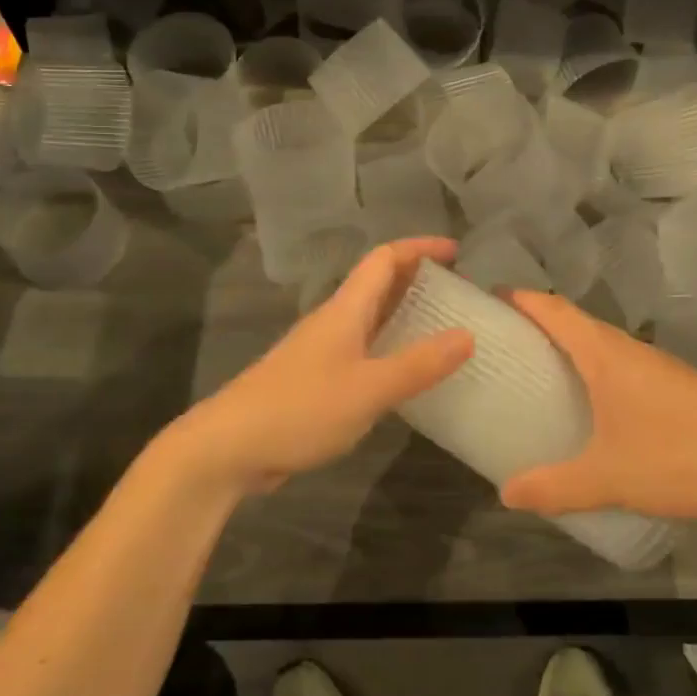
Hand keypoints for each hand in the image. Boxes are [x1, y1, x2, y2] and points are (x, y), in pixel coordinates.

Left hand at [164, 238, 472, 496]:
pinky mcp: (317, 381)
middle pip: (379, 285)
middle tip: (460, 294)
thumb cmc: (300, 408)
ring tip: (445, 330)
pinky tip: (409, 376)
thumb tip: (468, 335)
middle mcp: (334, 322)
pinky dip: (391, 350)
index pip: (384, 259)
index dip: (420, 248)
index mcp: (345, 310)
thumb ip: (418, 364)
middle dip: (418, 280)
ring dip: (406, 316)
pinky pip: (364, 352)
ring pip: (371, 320)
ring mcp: (322, 351)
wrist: (229, 447)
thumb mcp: (368, 389)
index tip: (457, 252)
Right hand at [499, 291, 696, 522]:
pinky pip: (625, 364)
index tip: (492, 296)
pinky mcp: (680, 386)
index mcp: (605, 355)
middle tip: (508, 339)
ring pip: (605, 343)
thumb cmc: (677, 456)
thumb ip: (555, 486)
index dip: (523, 299)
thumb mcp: (608, 477)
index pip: (555, 311)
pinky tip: (598, 402)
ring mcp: (659, 366)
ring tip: (544, 369)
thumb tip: (506, 495)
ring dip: (573, 345)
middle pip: (578, 321)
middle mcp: (630, 350)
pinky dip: (599, 367)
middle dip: (542, 321)